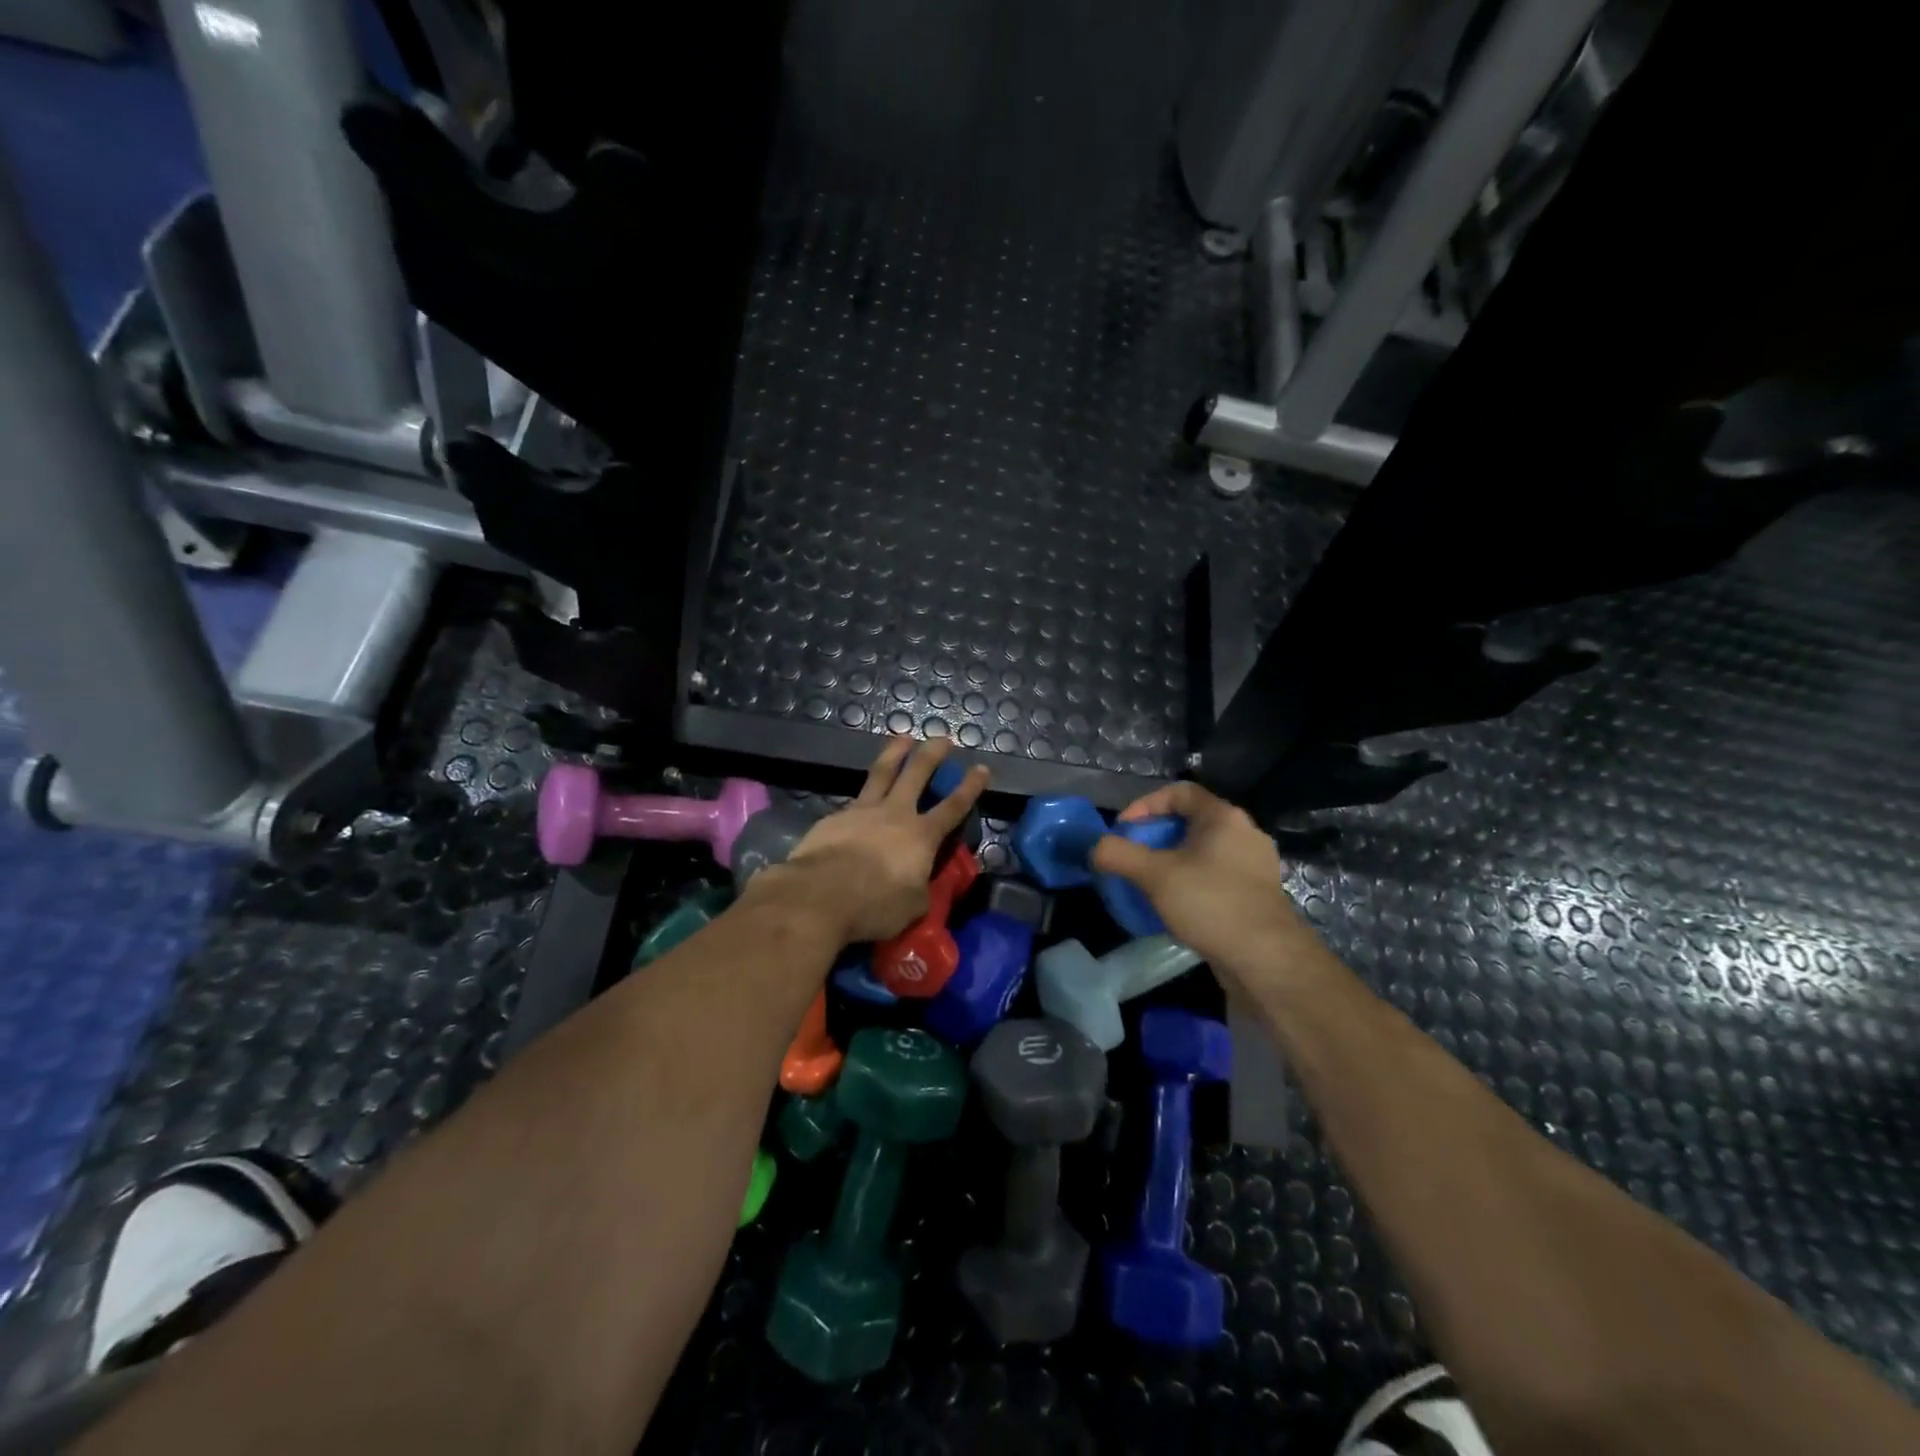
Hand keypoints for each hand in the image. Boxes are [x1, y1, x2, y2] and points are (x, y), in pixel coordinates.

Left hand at [753, 737, 988, 943]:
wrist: (819, 895)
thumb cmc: (874, 905)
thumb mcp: (912, 906)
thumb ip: (919, 888)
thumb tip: (918, 883)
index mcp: (921, 836)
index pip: (953, 807)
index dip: (970, 787)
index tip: (981, 768)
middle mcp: (895, 814)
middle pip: (917, 773)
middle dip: (933, 754)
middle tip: (943, 738)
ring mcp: (862, 811)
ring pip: (882, 772)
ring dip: (895, 752)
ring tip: (903, 738)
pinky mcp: (834, 817)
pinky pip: (854, 800)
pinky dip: (862, 795)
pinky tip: (859, 801)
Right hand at [1090, 781, 1301, 969]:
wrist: (1266, 959)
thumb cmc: (1210, 903)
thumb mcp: (1154, 875)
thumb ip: (1118, 854)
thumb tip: (1095, 847)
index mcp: (1224, 817)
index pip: (1179, 792)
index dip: (1145, 804)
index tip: (1124, 829)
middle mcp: (1245, 833)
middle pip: (1191, 821)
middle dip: (1156, 836)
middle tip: (1133, 857)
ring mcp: (1255, 865)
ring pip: (1204, 851)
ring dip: (1173, 861)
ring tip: (1150, 882)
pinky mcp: (1258, 895)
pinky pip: (1217, 876)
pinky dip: (1192, 882)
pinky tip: (1177, 906)